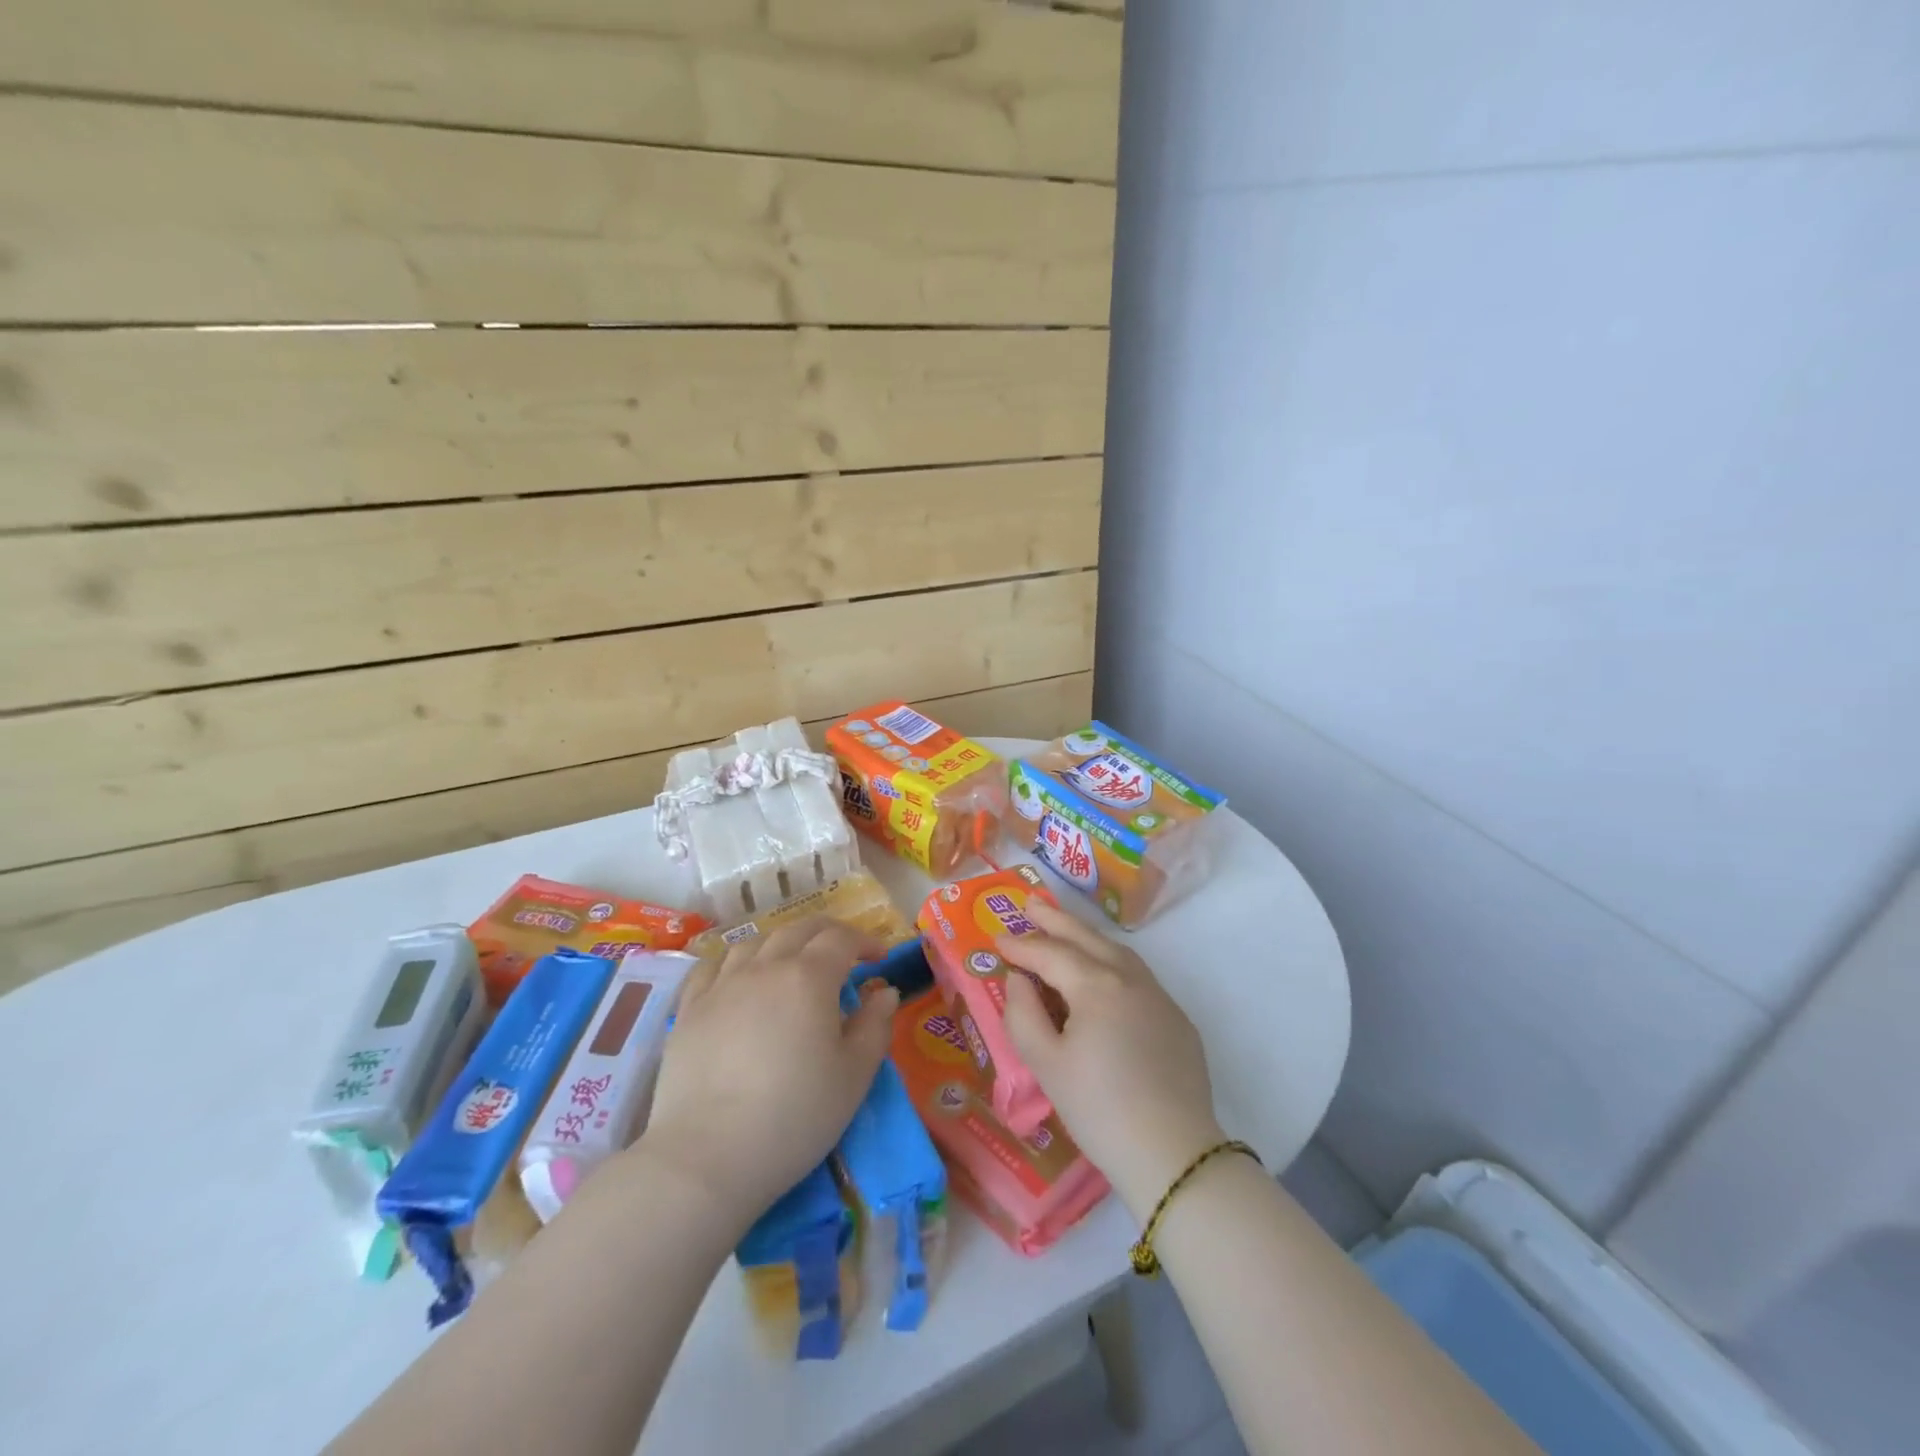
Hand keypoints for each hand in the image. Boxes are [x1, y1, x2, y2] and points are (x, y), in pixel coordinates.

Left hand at [635, 918, 897, 1227]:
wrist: (706, 1158)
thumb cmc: (794, 1117)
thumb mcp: (854, 1076)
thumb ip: (875, 1026)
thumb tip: (884, 991)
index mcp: (809, 977)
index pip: (841, 938)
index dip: (865, 941)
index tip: (879, 959)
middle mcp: (764, 967)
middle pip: (799, 930)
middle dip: (828, 933)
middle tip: (844, 952)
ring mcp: (721, 985)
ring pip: (755, 942)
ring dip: (782, 943)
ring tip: (792, 963)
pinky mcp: (689, 1009)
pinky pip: (713, 966)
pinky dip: (736, 960)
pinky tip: (739, 977)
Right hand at [998, 900, 1224, 1219]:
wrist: (1173, 1154)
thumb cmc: (1099, 1109)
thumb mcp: (1046, 1065)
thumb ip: (1023, 1015)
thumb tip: (1018, 980)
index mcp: (1096, 984)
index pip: (1050, 953)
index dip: (1021, 945)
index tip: (996, 939)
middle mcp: (1130, 977)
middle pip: (1086, 937)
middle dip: (1054, 920)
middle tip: (1029, 904)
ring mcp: (1158, 995)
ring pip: (1116, 951)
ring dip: (1086, 936)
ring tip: (1063, 930)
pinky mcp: (1176, 1018)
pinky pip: (1136, 975)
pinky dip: (1110, 962)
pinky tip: (1102, 974)